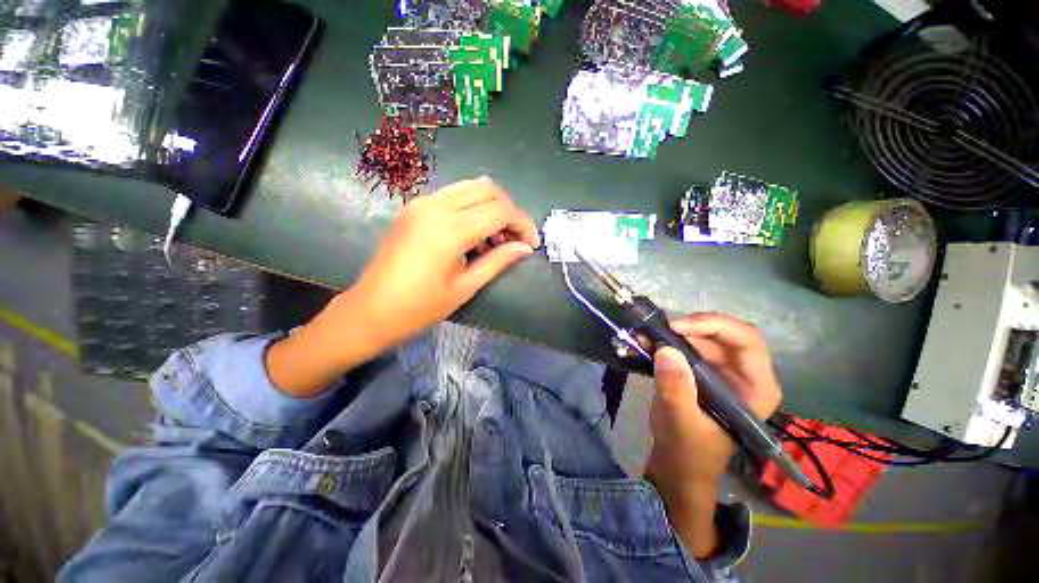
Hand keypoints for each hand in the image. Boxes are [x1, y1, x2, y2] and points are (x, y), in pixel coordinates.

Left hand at [266, 178, 539, 395]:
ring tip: (496, 240)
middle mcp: (435, 205)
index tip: (531, 244)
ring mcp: (422, 203)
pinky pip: (454, 196)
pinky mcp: (414, 207)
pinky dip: (473, 208)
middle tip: (515, 239)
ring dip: (492, 208)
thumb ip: (498, 261)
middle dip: (510, 212)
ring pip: (471, 187)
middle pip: (488, 189)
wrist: (369, 311)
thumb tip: (525, 248)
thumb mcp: (465, 287)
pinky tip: (474, 235)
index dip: (523, 224)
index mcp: (449, 229)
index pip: (500, 210)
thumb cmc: (419, 308)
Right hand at [643, 314, 781, 557]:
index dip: (713, 326)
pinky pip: (686, 346)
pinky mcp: (702, 371)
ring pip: (702, 337)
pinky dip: (666, 341)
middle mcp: (744, 374)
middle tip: (657, 331)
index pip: (747, 341)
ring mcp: (722, 371)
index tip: (676, 328)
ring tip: (645, 337)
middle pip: (723, 334)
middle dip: (689, 328)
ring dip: (673, 334)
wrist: (677, 465)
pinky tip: (646, 343)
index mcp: (756, 388)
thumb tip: (665, 350)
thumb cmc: (688, 451)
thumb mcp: (681, 422)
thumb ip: (676, 389)